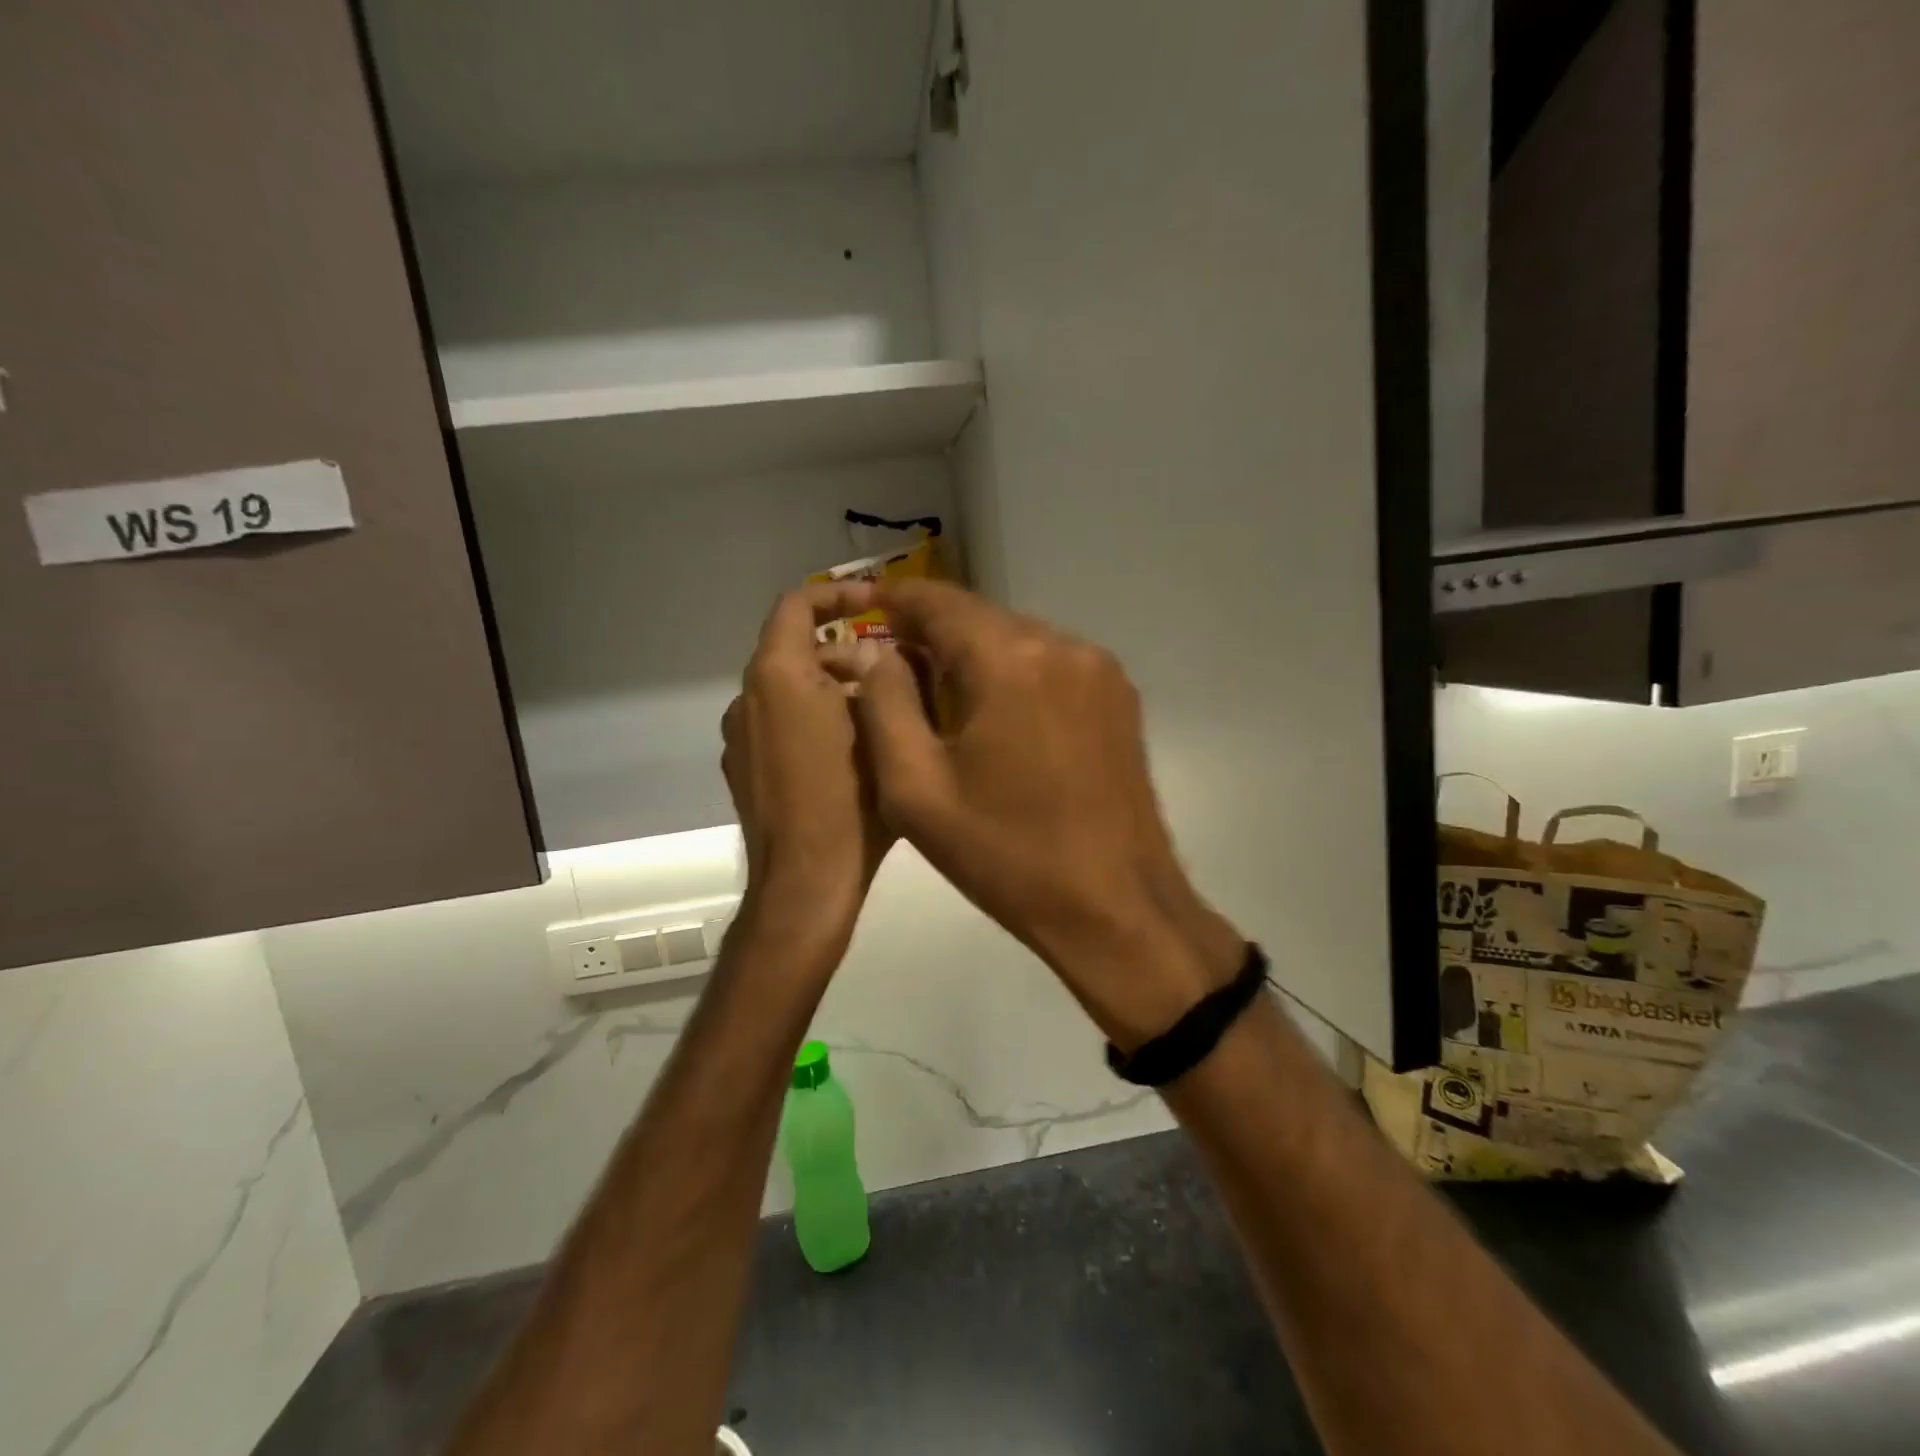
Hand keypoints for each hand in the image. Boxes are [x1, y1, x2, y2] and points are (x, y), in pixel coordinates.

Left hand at [722, 583, 891, 960]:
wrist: (805, 882)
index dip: (836, 594)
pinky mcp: (741, 770)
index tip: (875, 602)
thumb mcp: (879, 729)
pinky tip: (847, 753)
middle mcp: (747, 698)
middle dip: (844, 653)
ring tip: (880, 715)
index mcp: (777, 677)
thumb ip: (876, 679)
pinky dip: (810, 720)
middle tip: (894, 672)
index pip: (796, 606)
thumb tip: (870, 658)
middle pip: (793, 650)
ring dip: (830, 689)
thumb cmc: (850, 802)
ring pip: (787, 691)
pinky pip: (777, 725)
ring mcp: (738, 737)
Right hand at [831, 581, 1243, 1044]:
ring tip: (945, 704)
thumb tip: (875, 652)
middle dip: (934, 635)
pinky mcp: (1120, 696)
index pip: (937, 600)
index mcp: (1009, 659)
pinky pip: (1052, 665)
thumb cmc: (1006, 854)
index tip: (861, 612)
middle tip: (896, 672)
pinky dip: (1016, 676)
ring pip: (1018, 640)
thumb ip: (883, 704)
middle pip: (980, 618)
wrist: (1115, 906)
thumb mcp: (916, 788)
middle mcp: (1062, 644)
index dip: (893, 601)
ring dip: (976, 658)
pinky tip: (1001, 721)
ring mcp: (1100, 669)